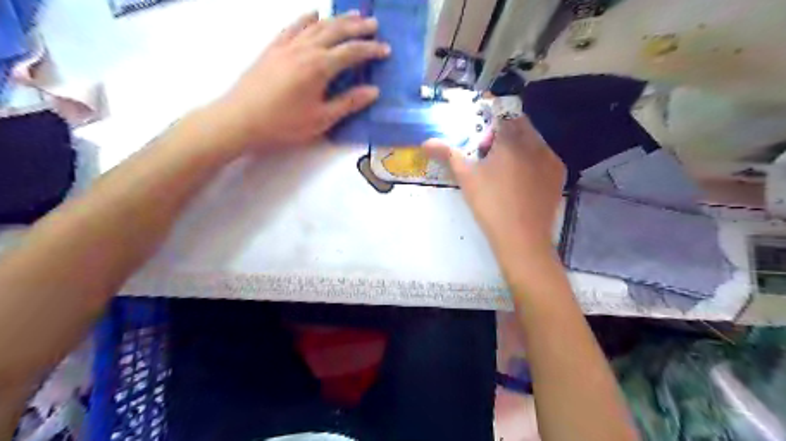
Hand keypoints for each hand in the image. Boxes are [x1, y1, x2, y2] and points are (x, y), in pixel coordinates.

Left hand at [214, 12, 388, 152]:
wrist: (241, 119)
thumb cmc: (284, 123)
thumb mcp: (321, 119)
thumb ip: (348, 103)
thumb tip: (373, 91)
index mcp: (320, 67)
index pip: (351, 52)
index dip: (371, 50)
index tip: (386, 50)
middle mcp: (305, 49)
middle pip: (336, 31)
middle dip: (357, 27)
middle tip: (373, 24)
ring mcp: (287, 45)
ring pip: (316, 25)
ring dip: (336, 19)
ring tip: (352, 15)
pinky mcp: (272, 48)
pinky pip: (292, 26)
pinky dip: (306, 19)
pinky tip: (313, 14)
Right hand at [423, 116, 564, 259]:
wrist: (522, 238)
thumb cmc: (490, 204)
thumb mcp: (466, 177)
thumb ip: (448, 154)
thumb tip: (426, 142)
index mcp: (512, 139)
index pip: (503, 114)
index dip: (490, 125)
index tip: (481, 145)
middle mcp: (536, 143)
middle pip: (520, 125)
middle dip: (504, 135)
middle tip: (489, 159)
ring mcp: (551, 159)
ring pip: (533, 141)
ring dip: (518, 147)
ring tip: (504, 173)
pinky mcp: (559, 175)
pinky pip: (544, 158)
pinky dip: (532, 162)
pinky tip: (521, 183)